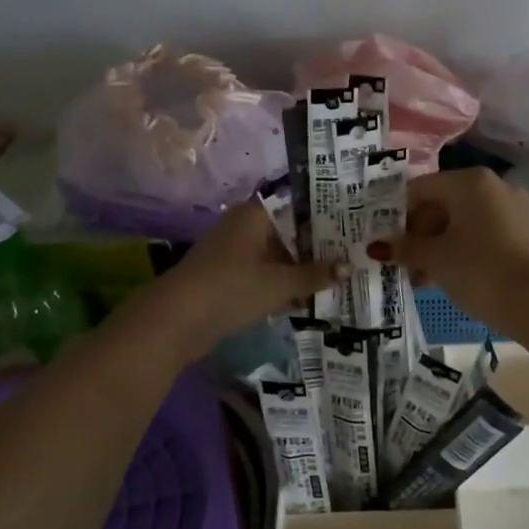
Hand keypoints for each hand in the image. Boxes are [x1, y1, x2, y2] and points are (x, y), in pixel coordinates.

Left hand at [134, 202, 341, 359]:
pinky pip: (262, 276)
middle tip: (353, 256)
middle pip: (288, 233)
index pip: (297, 206)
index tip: (353, 227)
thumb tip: (350, 267)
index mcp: (254, 215)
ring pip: (275, 257)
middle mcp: (242, 227)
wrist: (175, 322)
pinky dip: (280, 285)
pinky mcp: (225, 278)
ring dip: (299, 270)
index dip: (325, 217)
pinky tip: (305, 300)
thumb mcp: (279, 284)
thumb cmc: (231, 289)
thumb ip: (315, 274)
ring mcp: (232, 253)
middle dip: (316, 248)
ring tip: (336, 280)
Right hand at [370, 168, 528, 333]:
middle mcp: (493, 186)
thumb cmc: (477, 270)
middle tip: (399, 261)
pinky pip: (480, 233)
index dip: (396, 214)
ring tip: (417, 276)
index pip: (420, 189)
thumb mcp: (434, 259)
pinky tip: (443, 276)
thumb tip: (377, 246)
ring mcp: (511, 208)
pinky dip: (460, 249)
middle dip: (417, 234)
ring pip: (461, 221)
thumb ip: (404, 248)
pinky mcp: (522, 232)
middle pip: (441, 204)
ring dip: (436, 245)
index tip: (382, 238)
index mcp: (469, 181)